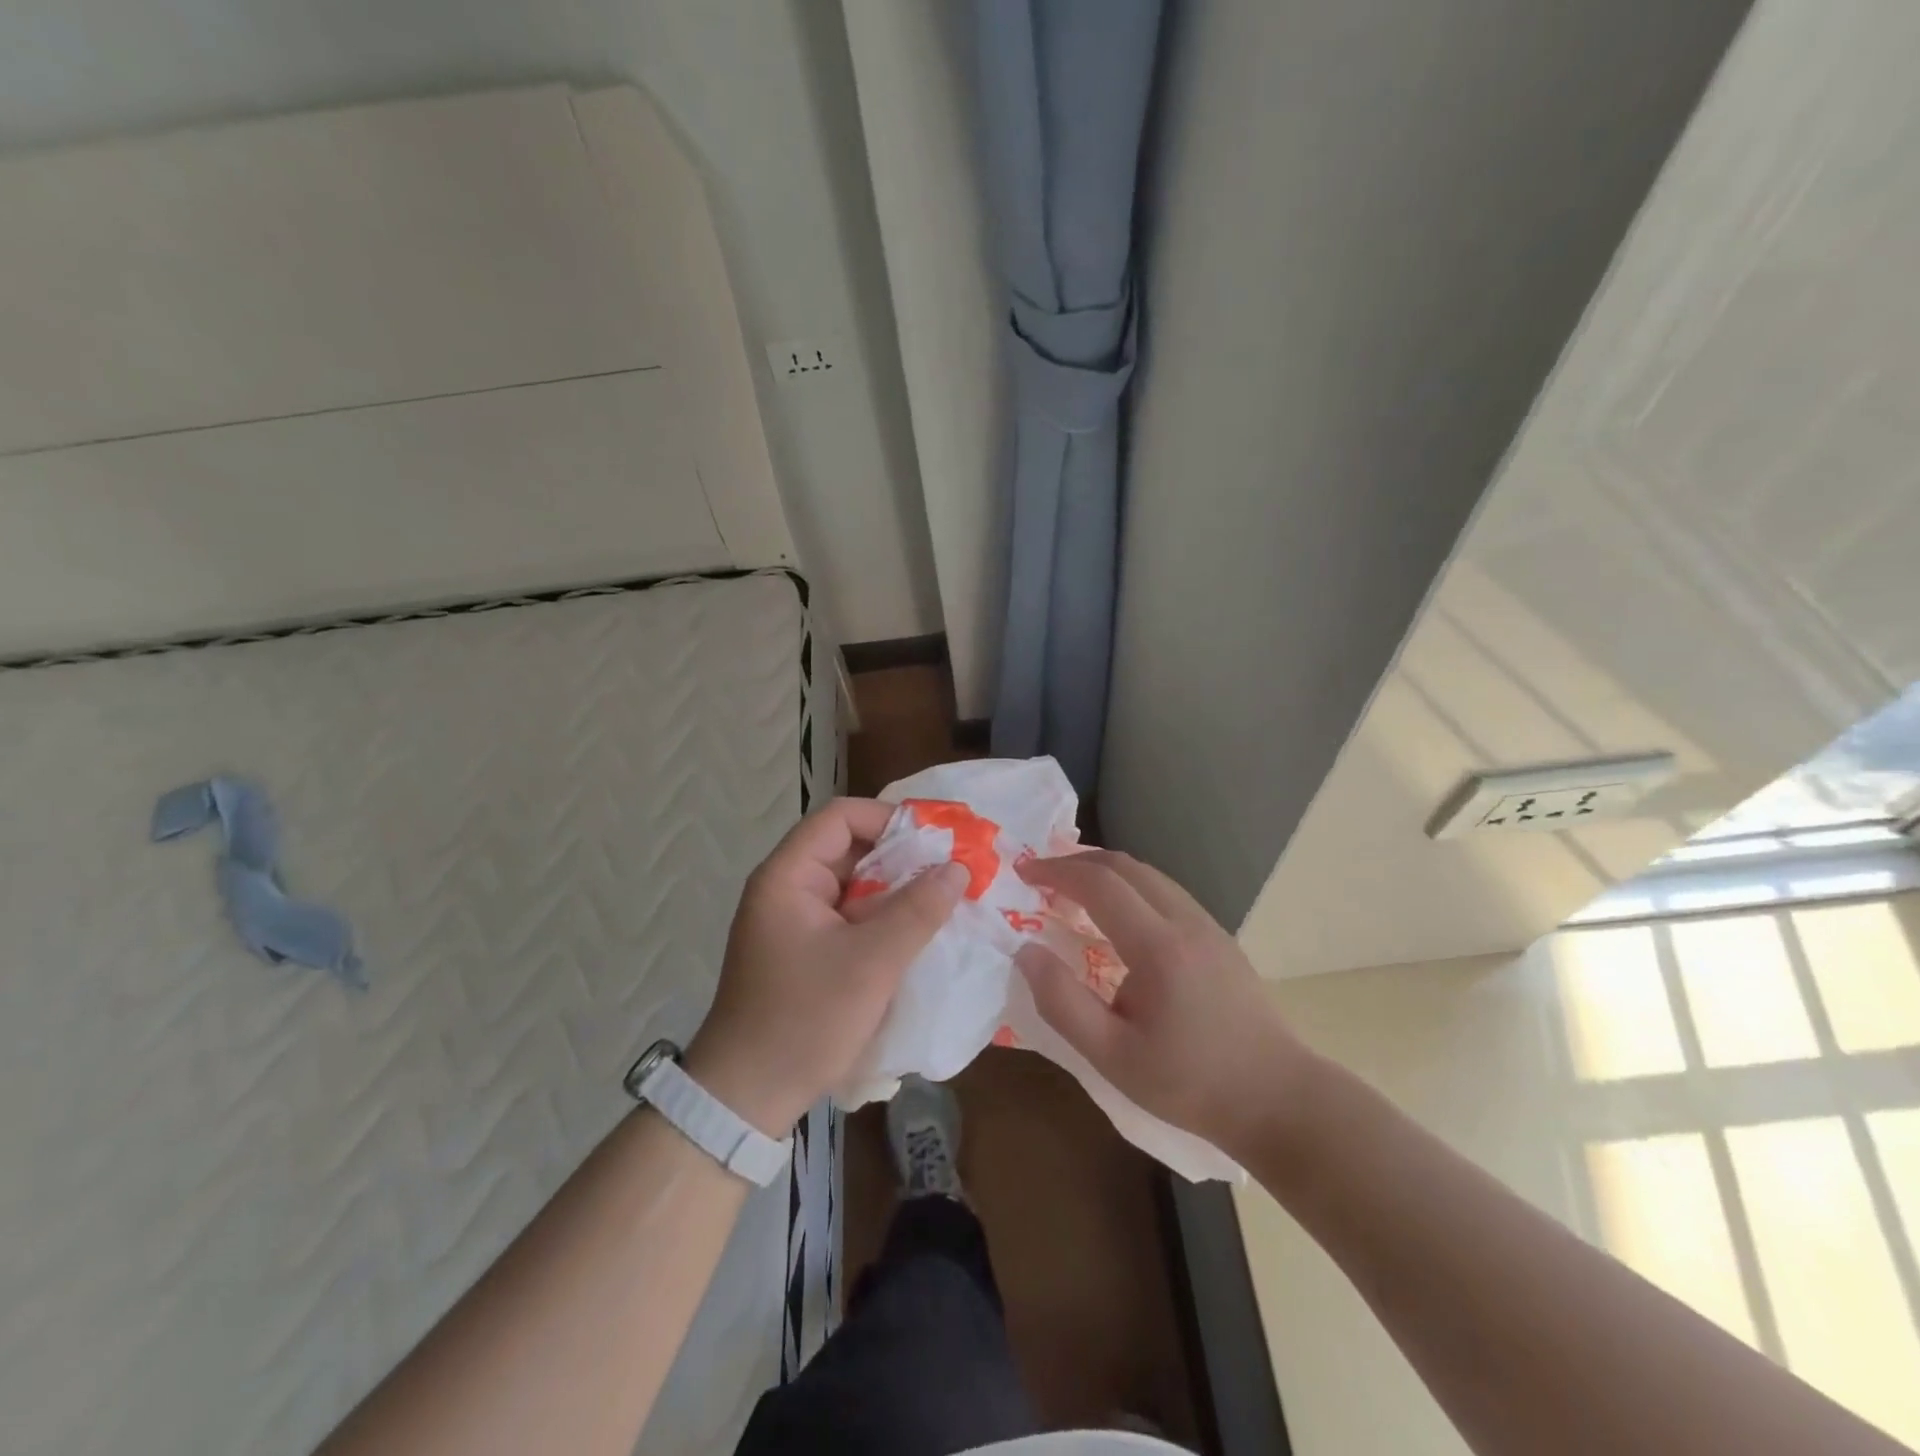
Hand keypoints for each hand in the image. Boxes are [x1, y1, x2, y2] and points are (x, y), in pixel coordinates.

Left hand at [684, 799, 966, 1134]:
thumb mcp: (871, 963)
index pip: (840, 817)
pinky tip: (917, 932)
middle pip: (848, 849)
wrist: (746, 1098)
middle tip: (951, 869)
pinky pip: (848, 917)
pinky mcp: (804, 951)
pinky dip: (882, 918)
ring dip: (895, 890)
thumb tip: (957, 868)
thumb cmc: (805, 1020)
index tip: (936, 838)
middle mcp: (787, 889)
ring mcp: (794, 922)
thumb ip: (917, 910)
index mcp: (787, 877)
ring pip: (852, 886)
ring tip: (944, 898)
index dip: (889, 818)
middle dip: (901, 856)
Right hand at [1014, 850, 1311, 1154]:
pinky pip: (1167, 893)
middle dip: (1078, 862)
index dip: (1057, 871)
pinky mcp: (1220, 939)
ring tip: (1073, 891)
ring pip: (1150, 875)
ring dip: (1106, 872)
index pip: (1100, 883)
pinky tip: (1119, 918)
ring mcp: (1209, 926)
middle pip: (1126, 866)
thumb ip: (1062, 1002)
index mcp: (1158, 946)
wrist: (1278, 1099)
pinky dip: (1131, 888)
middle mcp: (1185, 921)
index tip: (1024, 874)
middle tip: (1042, 876)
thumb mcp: (1112, 1057)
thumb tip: (1026, 952)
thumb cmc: (1190, 1083)